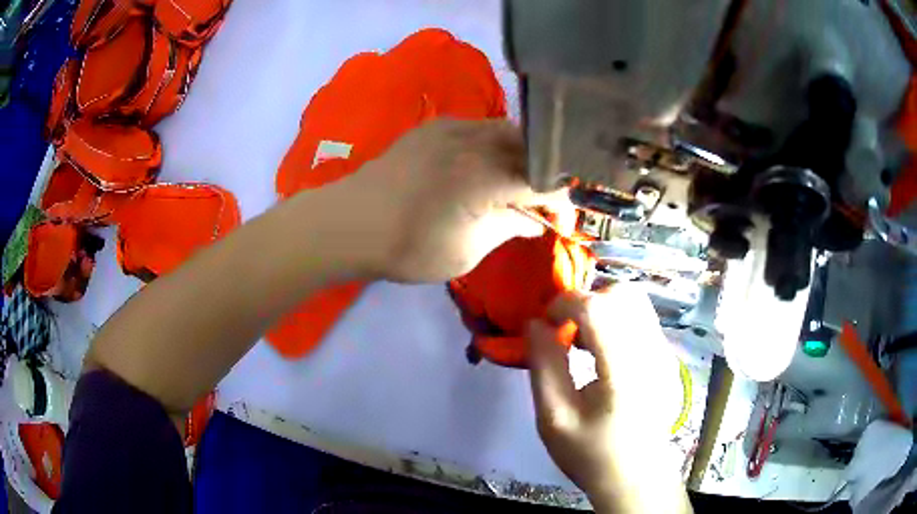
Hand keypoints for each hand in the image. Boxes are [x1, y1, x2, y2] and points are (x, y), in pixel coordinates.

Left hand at [344, 118, 545, 281]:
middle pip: (529, 145)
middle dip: (544, 171)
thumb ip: (507, 228)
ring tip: (515, 181)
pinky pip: (478, 127)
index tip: (561, 219)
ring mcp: (452, 128)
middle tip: (541, 198)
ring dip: (520, 153)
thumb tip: (535, 221)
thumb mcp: (466, 250)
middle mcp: (475, 141)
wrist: (350, 223)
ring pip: (505, 130)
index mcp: (486, 177)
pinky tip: (484, 165)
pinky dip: (493, 144)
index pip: (542, 180)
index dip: (559, 201)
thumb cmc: (407, 247)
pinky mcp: (433, 126)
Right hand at [528, 286, 690, 512]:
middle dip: (586, 301)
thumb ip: (544, 366)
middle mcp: (651, 352)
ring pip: (634, 301)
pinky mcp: (666, 356)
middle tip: (565, 330)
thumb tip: (534, 323)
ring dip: (602, 307)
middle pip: (622, 294)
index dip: (565, 303)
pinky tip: (601, 350)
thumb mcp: (554, 418)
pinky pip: (641, 317)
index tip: (545, 324)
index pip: (598, 307)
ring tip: (581, 340)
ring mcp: (664, 352)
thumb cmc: (591, 453)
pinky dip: (616, 318)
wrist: (634, 477)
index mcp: (624, 371)